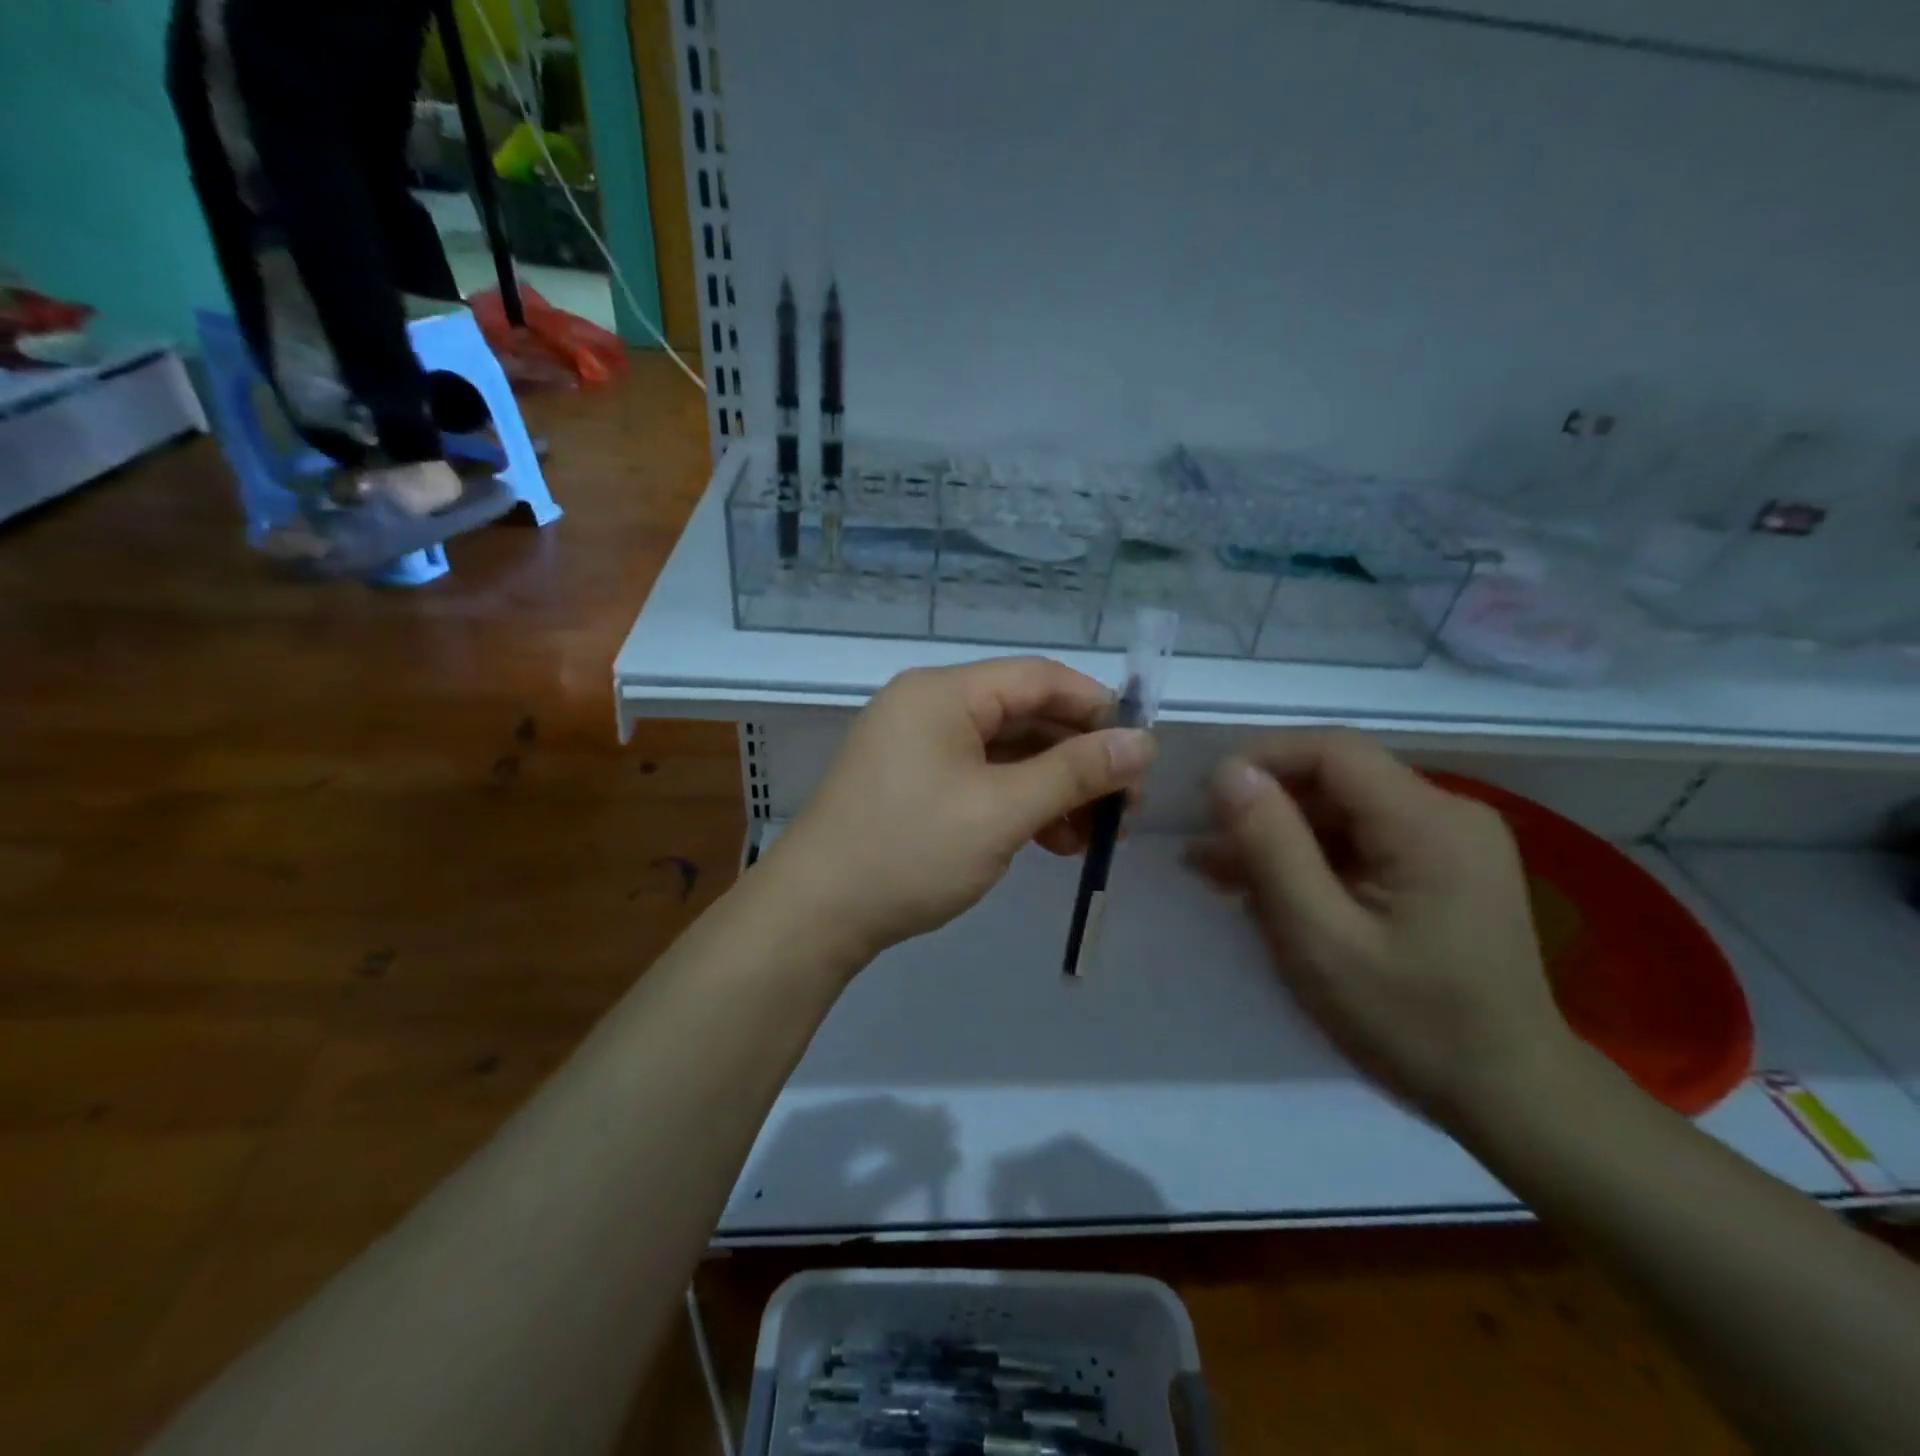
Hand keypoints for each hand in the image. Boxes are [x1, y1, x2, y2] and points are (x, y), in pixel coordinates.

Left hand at [761, 658, 1156, 971]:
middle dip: (1079, 760)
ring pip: (1007, 754)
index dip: (1097, 709)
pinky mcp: (915, 784)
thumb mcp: (1002, 811)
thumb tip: (1144, 743)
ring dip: (1053, 790)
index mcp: (944, 693)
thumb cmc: (910, 851)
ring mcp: (918, 747)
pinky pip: (981, 779)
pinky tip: (1052, 843)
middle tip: (1123, 809)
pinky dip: (1019, 805)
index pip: (1039, 678)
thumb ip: (1075, 773)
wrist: (816, 914)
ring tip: (1091, 839)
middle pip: (1025, 716)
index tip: (1139, 754)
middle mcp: (929, 707)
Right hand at [1191, 731, 1576, 1118]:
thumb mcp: (1319, 937)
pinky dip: (1316, 858)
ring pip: (1347, 811)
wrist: (1511, 1096)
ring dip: (1284, 836)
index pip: (1332, 750)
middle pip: (1338, 780)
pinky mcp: (1448, 866)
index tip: (1206, 801)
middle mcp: (1450, 813)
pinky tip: (1277, 890)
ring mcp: (1454, 840)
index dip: (1262, 760)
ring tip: (1223, 875)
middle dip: (1266, 808)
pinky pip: (1366, 839)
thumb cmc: (1409, 1021)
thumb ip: (1270, 847)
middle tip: (1204, 853)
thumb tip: (1227, 771)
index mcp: (1428, 822)